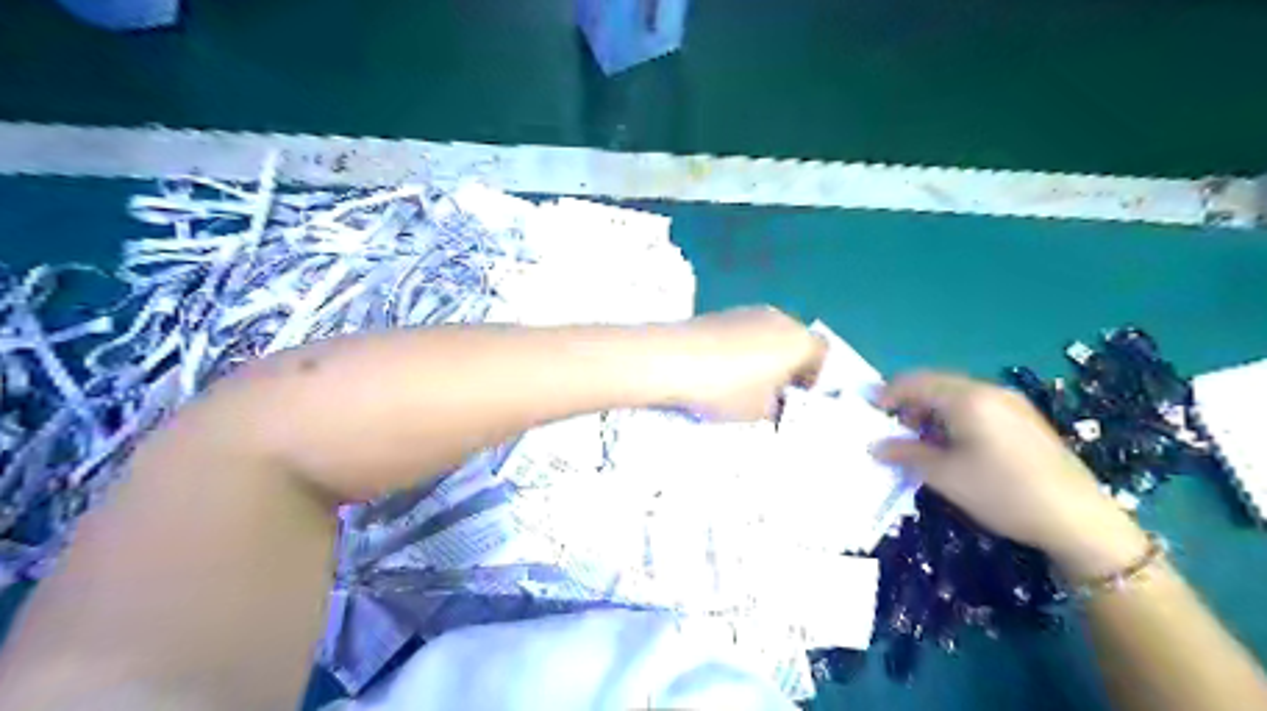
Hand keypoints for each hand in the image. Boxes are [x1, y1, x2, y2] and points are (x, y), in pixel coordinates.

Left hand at [666, 305, 827, 421]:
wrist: (673, 360)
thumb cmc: (726, 389)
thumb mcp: (759, 411)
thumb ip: (776, 405)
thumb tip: (774, 400)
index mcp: (799, 341)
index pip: (822, 353)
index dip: (815, 375)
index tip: (797, 396)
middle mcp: (779, 319)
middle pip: (795, 339)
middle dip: (788, 363)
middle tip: (773, 391)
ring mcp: (749, 312)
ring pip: (768, 333)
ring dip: (764, 354)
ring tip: (743, 381)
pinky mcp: (721, 313)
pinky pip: (744, 331)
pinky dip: (741, 347)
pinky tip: (721, 368)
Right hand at [872, 371, 1151, 577]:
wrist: (1079, 519)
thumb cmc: (1003, 493)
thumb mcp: (946, 476)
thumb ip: (906, 454)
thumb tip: (875, 446)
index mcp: (967, 399)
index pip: (915, 382)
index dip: (887, 393)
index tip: (868, 410)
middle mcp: (988, 390)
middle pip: (936, 383)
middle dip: (908, 401)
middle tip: (892, 428)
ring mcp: (1010, 402)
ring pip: (956, 394)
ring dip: (931, 409)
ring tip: (919, 439)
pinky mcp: (1023, 418)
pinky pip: (976, 405)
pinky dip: (953, 416)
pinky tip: (952, 443)